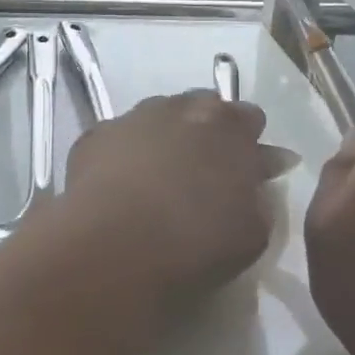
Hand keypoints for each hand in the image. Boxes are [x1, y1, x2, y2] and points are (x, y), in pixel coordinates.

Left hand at [58, 91, 273, 309]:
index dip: (249, 144)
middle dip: (207, 133)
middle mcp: (181, 107)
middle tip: (203, 172)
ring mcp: (133, 117)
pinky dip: (124, 156)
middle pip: (202, 109)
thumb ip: (260, 194)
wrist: (113, 247)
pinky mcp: (94, 136)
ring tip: (158, 180)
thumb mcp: (253, 231)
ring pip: (157, 119)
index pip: (249, 118)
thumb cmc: (195, 242)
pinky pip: (118, 139)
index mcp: (228, 124)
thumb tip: (259, 172)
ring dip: (164, 139)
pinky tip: (120, 188)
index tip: (247, 171)